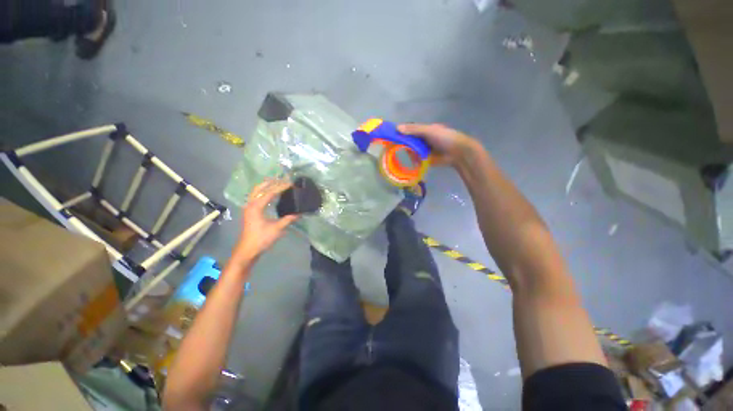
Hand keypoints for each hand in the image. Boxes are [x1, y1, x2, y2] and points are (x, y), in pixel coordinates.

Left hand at [233, 179, 297, 262]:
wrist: (247, 250)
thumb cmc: (261, 239)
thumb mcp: (277, 229)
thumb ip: (288, 219)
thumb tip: (300, 213)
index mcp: (256, 207)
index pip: (270, 193)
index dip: (281, 187)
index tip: (290, 183)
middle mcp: (251, 204)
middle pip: (259, 188)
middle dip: (271, 182)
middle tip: (281, 178)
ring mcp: (249, 208)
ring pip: (256, 192)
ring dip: (266, 186)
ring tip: (276, 181)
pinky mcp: (250, 212)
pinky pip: (256, 197)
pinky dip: (263, 192)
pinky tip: (270, 194)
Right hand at [398, 123, 480, 166]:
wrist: (458, 152)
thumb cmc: (444, 137)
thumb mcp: (428, 131)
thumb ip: (413, 129)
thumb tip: (397, 128)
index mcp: (423, 130)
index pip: (408, 130)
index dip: (400, 133)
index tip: (391, 136)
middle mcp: (422, 139)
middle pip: (408, 142)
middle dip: (404, 145)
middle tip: (399, 148)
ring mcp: (423, 150)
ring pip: (411, 151)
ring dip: (410, 154)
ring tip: (411, 156)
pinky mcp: (425, 159)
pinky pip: (416, 160)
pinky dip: (415, 161)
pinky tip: (415, 162)